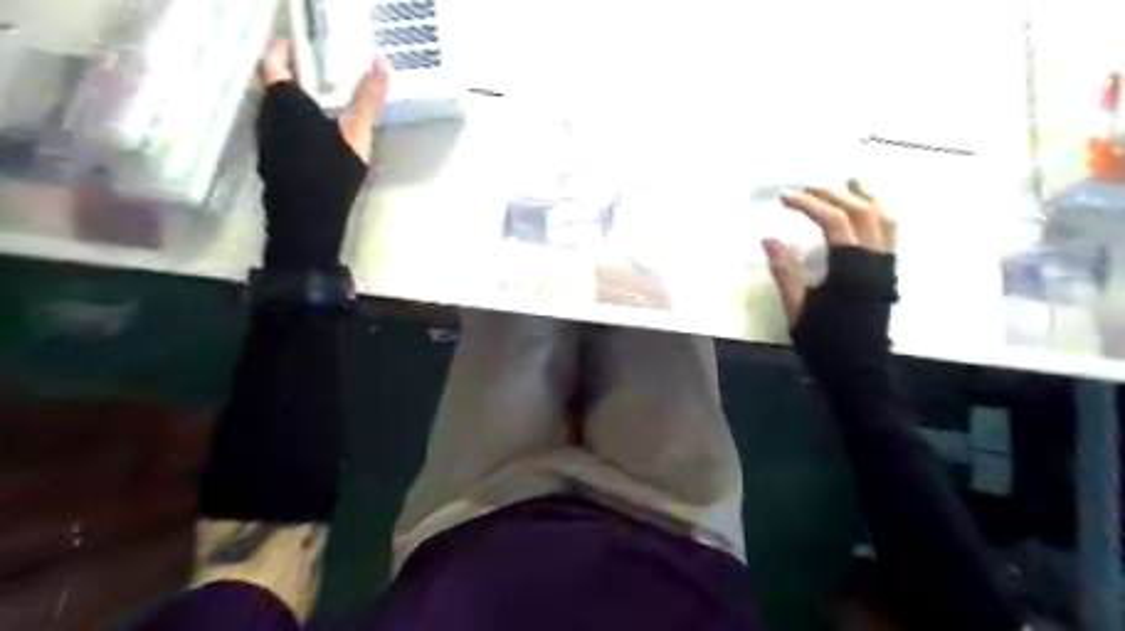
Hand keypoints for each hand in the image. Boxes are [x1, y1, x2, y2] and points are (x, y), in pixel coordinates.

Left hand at [257, 39, 391, 269]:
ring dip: (290, 100)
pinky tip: (312, 135)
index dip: (283, 49)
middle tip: (312, 69)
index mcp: (285, 100)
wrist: (307, 216)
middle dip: (289, 74)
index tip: (295, 42)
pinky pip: (278, 130)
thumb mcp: (356, 132)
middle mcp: (268, 114)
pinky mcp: (271, 160)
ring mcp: (266, 139)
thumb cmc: (330, 169)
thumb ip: (367, 98)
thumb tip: (381, 62)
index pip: (274, 62)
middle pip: (272, 85)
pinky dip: (292, 123)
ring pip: (274, 109)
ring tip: (316, 100)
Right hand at [761, 178, 902, 375]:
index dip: (809, 205)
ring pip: (886, 219)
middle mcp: (875, 261)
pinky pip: (890, 233)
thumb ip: (785, 272)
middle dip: (834, 195)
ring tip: (850, 182)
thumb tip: (769, 238)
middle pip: (862, 213)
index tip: (785, 198)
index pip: (835, 222)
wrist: (859, 372)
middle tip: (807, 188)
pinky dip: (879, 214)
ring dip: (867, 197)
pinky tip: (866, 212)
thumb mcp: (797, 310)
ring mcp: (887, 266)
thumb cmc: (825, 344)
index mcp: (851, 269)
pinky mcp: (888, 274)